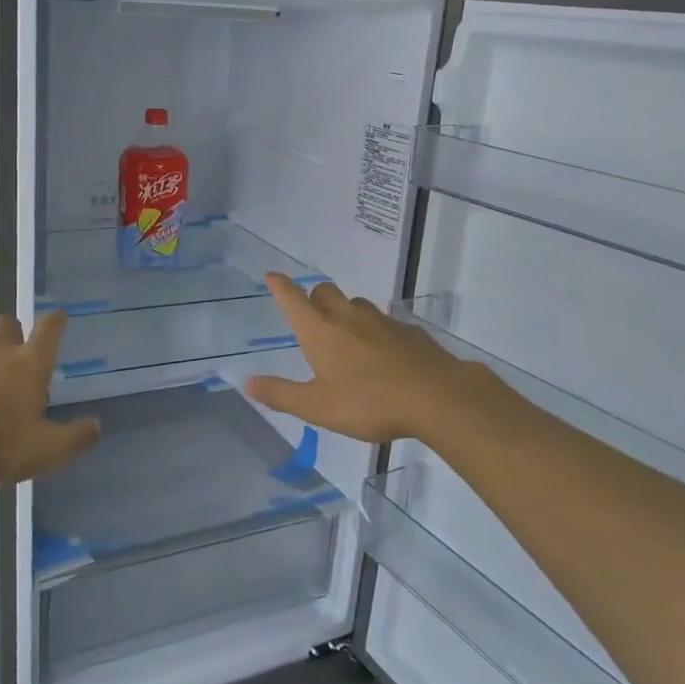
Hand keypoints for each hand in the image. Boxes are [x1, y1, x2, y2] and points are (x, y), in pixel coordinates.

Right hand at [245, 275, 508, 443]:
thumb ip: (281, 394)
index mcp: (320, 331)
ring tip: (345, 338)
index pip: (293, 299)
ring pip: (356, 304)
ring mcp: (382, 321)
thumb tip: (247, 382)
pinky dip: (375, 330)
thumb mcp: (318, 407)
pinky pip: (384, 322)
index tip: (272, 276)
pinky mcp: (409, 332)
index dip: (280, 286)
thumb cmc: (369, 403)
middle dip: (313, 298)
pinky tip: (382, 354)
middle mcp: (348, 318)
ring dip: (345, 312)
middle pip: (325, 292)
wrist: (438, 397)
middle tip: (311, 316)